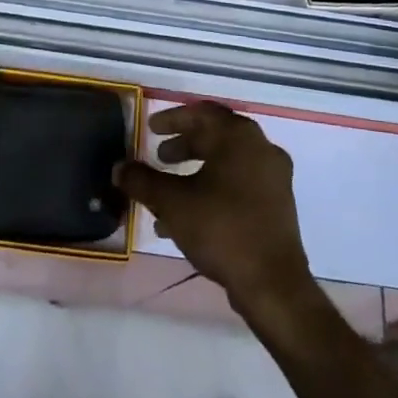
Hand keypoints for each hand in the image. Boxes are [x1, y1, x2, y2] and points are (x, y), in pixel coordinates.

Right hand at [115, 102, 312, 318]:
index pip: (201, 113)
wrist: (272, 284)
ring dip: (196, 170)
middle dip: (184, 145)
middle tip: (159, 157)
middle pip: (216, 136)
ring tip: (168, 192)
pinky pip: (240, 184)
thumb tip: (119, 168)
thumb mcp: (173, 203)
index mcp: (239, 137)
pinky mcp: (278, 204)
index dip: (172, 119)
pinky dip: (214, 189)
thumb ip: (142, 181)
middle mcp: (261, 148)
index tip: (150, 129)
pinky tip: (190, 217)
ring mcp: (274, 177)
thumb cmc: (222, 229)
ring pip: (227, 162)